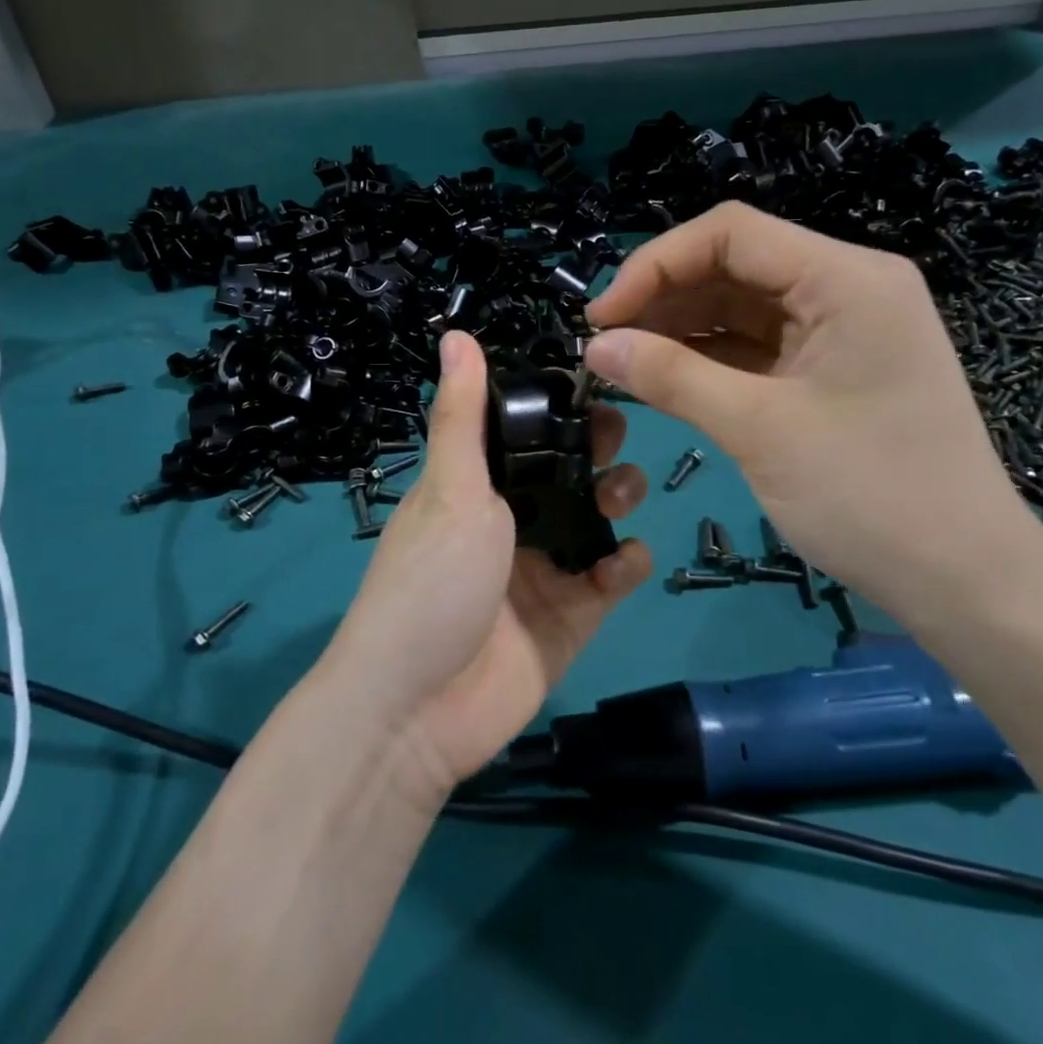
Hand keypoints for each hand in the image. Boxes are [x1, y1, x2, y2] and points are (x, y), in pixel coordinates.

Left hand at [324, 331, 650, 799]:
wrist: (417, 709)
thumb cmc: (431, 581)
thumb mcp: (449, 489)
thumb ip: (462, 415)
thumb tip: (455, 333)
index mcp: (475, 488)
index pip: (525, 434)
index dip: (558, 410)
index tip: (595, 387)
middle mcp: (510, 523)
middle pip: (566, 474)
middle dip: (595, 452)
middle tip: (618, 439)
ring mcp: (542, 572)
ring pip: (594, 522)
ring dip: (617, 500)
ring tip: (624, 494)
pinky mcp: (570, 619)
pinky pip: (609, 580)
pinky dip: (625, 565)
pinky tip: (625, 560)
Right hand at [584, 202, 1033, 617]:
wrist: (966, 582)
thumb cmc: (871, 497)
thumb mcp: (758, 429)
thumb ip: (671, 377)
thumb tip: (596, 346)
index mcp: (846, 279)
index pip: (731, 233)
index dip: (656, 264)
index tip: (603, 316)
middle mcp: (846, 288)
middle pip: (735, 265)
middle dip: (664, 297)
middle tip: (605, 343)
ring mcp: (842, 330)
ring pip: (742, 306)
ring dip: (680, 328)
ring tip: (623, 361)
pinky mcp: (832, 370)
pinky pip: (758, 346)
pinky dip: (709, 358)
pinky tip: (664, 376)